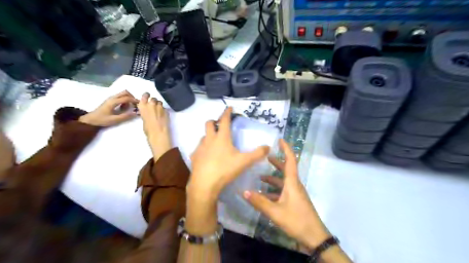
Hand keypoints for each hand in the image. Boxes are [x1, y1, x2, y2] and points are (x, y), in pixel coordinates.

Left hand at [80, 90, 137, 126]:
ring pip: (123, 94)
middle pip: (125, 92)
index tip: (140, 105)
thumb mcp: (115, 120)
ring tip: (129, 107)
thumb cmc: (102, 120)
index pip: (127, 98)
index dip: (135, 101)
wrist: (90, 120)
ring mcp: (111, 98)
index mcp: (113, 102)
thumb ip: (126, 116)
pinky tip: (124, 107)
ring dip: (128, 98)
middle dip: (132, 97)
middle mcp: (112, 98)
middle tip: (135, 105)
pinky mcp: (110, 100)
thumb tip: (136, 113)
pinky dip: (125, 100)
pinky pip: (120, 97)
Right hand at [137, 93, 172, 161]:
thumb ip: (145, 113)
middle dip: (153, 101)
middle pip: (153, 99)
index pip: (145, 95)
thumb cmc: (148, 129)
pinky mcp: (167, 111)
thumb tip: (148, 112)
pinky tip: (163, 115)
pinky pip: (165, 108)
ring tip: (159, 111)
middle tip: (153, 106)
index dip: (146, 95)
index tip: (147, 96)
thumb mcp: (143, 119)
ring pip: (160, 102)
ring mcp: (160, 107)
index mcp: (143, 106)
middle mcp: (152, 104)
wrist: (158, 133)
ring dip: (159, 105)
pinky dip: (164, 110)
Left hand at [188, 107, 268, 201]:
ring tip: (215, 142)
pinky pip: (198, 148)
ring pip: (203, 136)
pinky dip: (203, 148)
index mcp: (221, 138)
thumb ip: (257, 154)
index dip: (227, 112)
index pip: (224, 120)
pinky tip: (207, 156)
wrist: (204, 185)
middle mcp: (209, 139)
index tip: (229, 108)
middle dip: (214, 121)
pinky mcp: (194, 157)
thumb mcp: (244, 162)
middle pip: (208, 123)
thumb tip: (268, 147)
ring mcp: (200, 148)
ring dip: (208, 135)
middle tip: (220, 125)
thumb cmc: (225, 170)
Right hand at [243, 139, 326, 250]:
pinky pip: (282, 192)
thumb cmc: (297, 221)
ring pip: (283, 181)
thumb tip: (243, 192)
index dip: (286, 149)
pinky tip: (263, 195)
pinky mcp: (294, 202)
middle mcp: (294, 185)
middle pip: (286, 169)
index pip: (290, 160)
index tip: (280, 139)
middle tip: (265, 156)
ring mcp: (295, 194)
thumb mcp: (275, 212)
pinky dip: (273, 191)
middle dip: (276, 161)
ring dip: (272, 178)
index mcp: (292, 183)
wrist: (314, 238)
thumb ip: (259, 202)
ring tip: (259, 176)